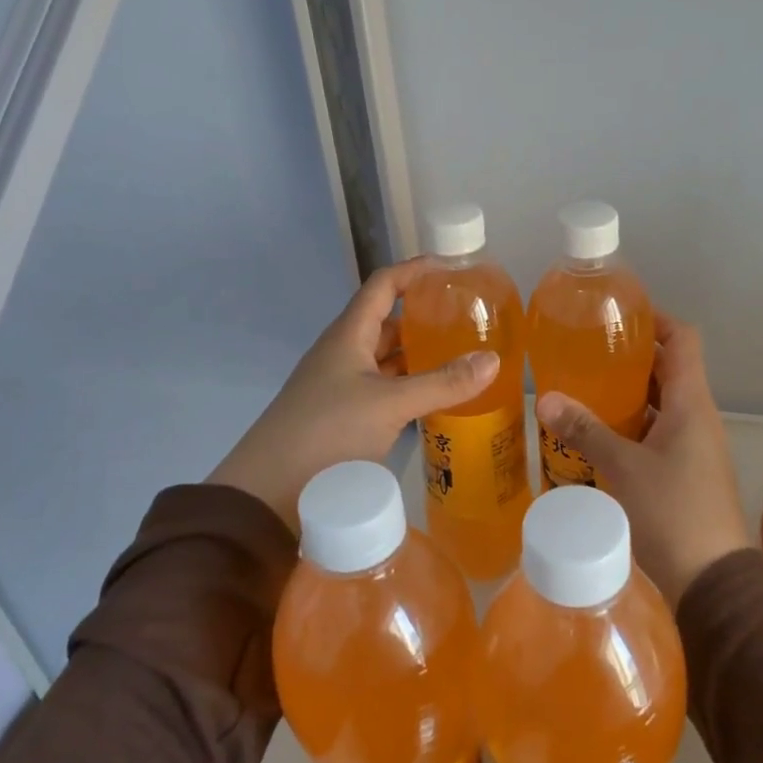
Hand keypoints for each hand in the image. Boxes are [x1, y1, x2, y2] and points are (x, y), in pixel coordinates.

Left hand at [207, 259, 497, 526]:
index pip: (383, 285)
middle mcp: (343, 352)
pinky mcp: (343, 416)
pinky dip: (409, 386)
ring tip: (460, 354)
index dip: (415, 270)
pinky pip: (384, 388)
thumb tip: (494, 360)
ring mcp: (341, 385)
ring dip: (418, 353)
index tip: (452, 269)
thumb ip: (442, 383)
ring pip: (386, 358)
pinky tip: (434, 397)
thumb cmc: (327, 432)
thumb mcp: (390, 405)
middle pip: (387, 321)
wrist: (268, 492)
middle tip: (467, 318)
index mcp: (349, 335)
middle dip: (424, 315)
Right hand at [536, 315, 749, 607]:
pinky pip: (656, 435)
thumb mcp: (623, 468)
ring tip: (583, 391)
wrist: (713, 584)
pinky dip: (630, 428)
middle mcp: (697, 418)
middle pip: (668, 370)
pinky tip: (596, 438)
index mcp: (691, 404)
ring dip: (627, 396)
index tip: (619, 315)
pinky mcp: (685, 474)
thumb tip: (546, 399)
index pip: (683, 339)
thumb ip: (585, 431)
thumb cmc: (673, 514)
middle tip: (586, 353)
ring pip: (659, 405)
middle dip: (630, 358)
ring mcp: (693, 447)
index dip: (655, 319)